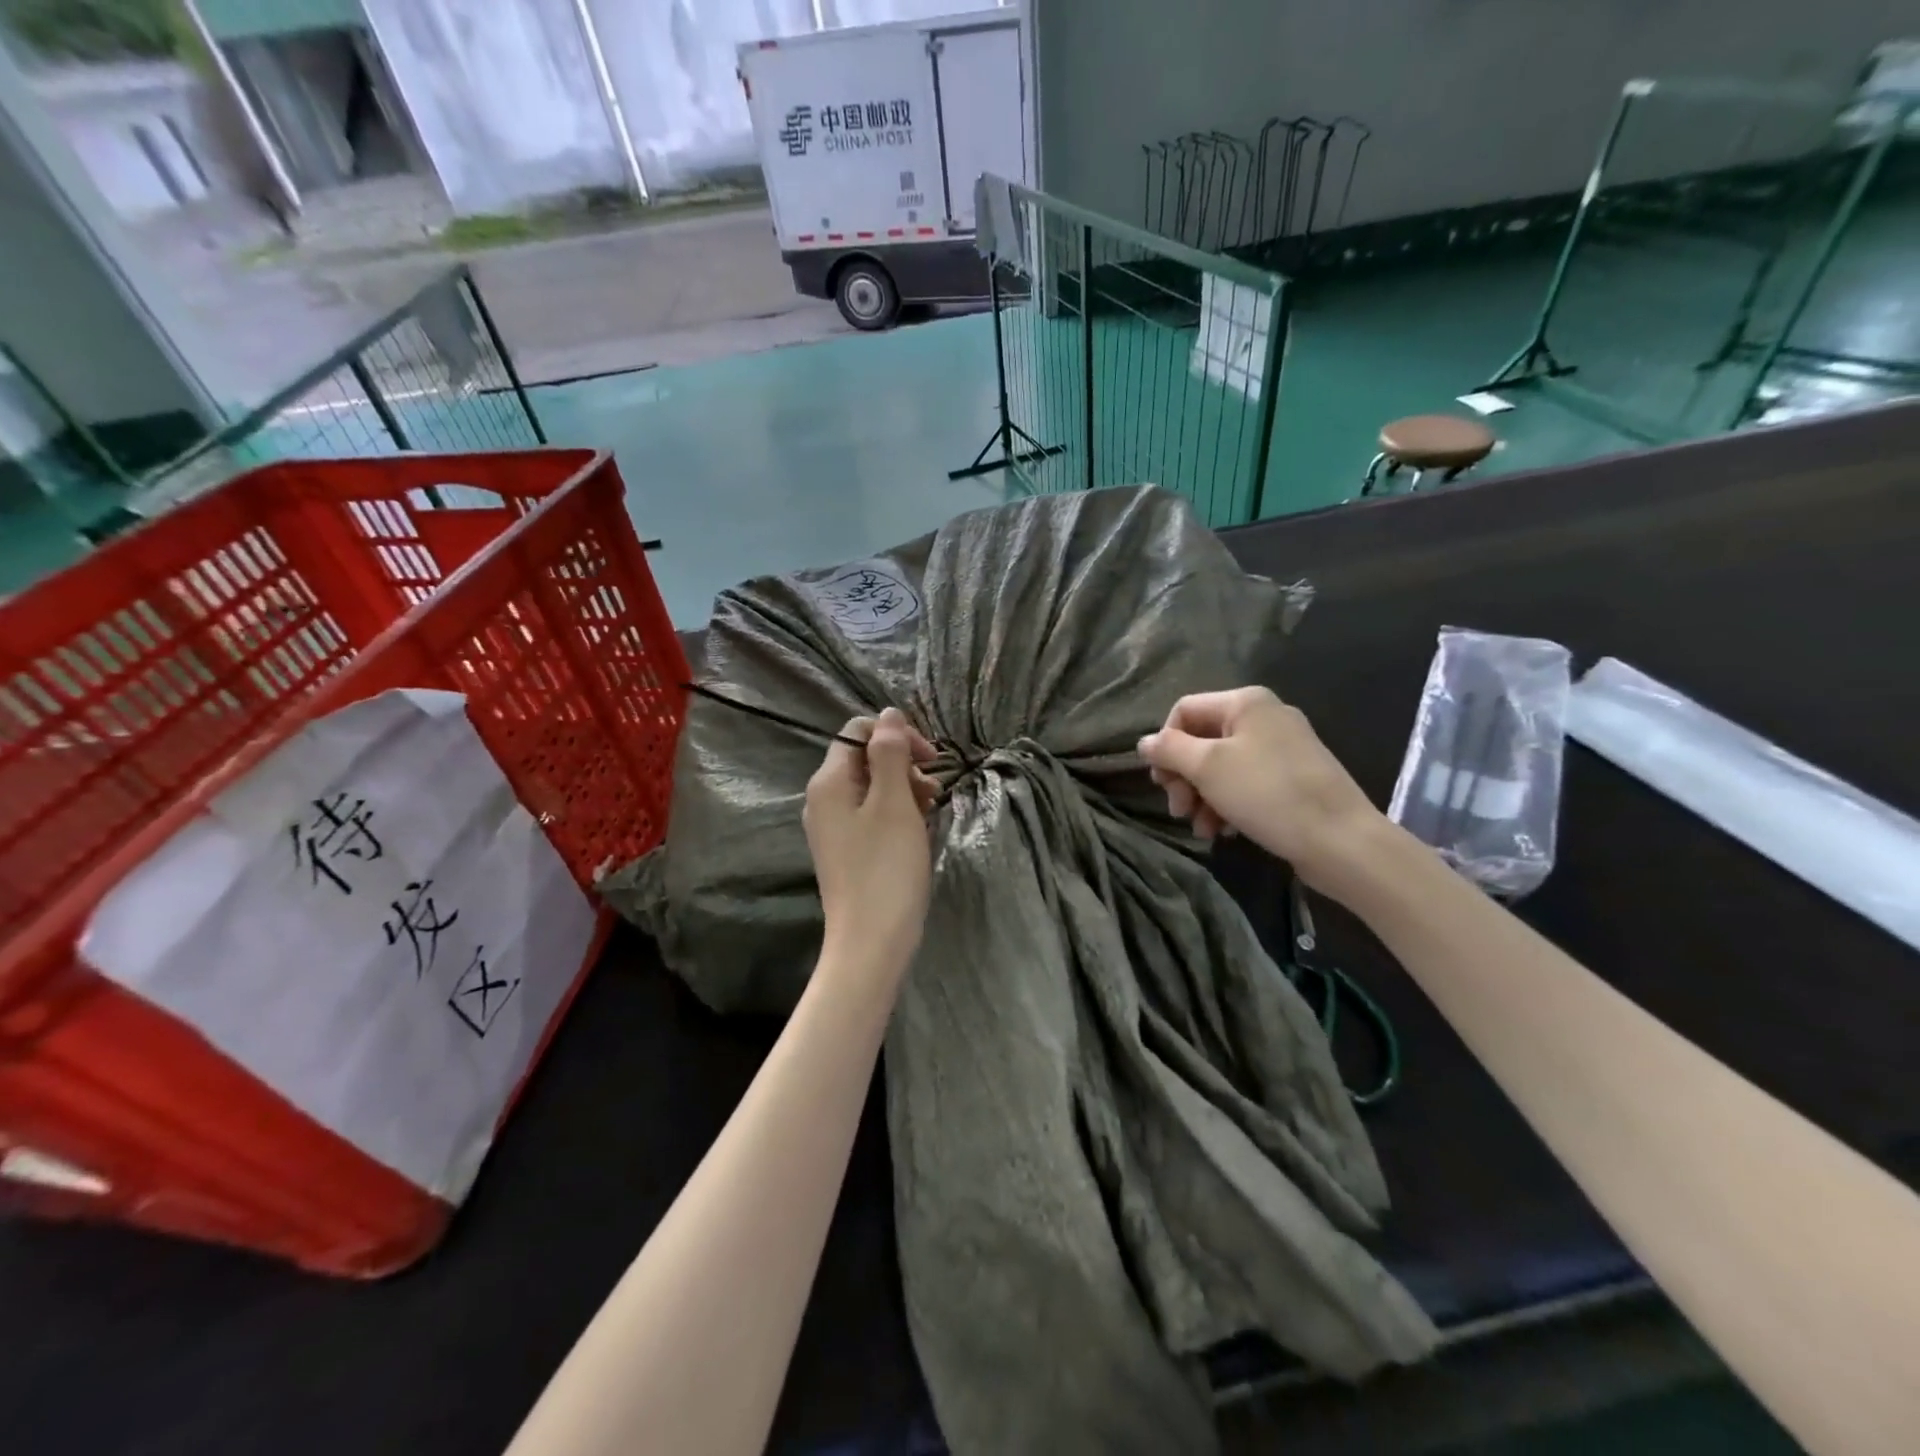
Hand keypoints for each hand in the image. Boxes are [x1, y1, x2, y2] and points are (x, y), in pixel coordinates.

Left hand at [804, 708, 938, 977]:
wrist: (871, 942)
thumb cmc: (886, 868)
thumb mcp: (894, 802)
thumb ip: (890, 753)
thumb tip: (889, 713)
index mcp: (828, 782)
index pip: (858, 731)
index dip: (896, 735)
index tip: (930, 758)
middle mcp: (823, 800)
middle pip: (864, 759)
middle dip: (903, 763)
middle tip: (933, 788)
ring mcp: (833, 828)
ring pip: (872, 788)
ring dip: (904, 788)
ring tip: (931, 809)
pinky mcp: (847, 851)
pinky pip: (872, 815)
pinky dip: (897, 813)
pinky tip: (918, 828)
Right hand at [1138, 687, 1387, 897]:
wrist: (1340, 840)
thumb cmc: (1267, 793)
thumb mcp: (1208, 768)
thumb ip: (1170, 750)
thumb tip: (1144, 742)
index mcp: (1245, 702)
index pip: (1184, 711)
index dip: (1165, 744)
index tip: (1162, 782)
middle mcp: (1265, 716)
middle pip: (1202, 740)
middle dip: (1184, 777)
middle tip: (1178, 810)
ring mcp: (1283, 747)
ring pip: (1222, 766)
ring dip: (1202, 797)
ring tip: (1201, 829)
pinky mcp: (1293, 778)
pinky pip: (1246, 783)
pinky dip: (1227, 804)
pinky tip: (1224, 831)